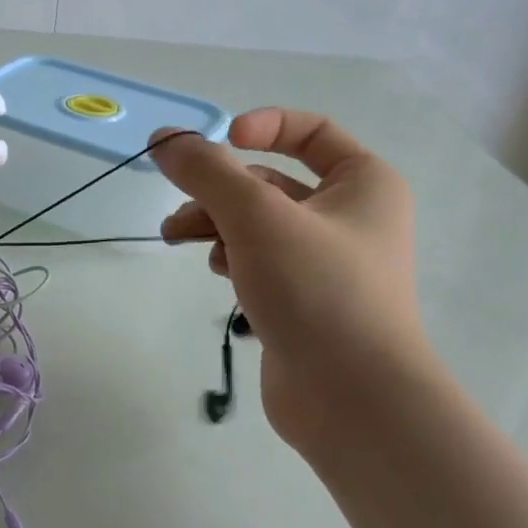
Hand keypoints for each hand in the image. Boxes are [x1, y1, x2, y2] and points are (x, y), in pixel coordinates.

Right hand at [153, 108, 430, 453]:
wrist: (354, 401)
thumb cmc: (317, 290)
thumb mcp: (256, 217)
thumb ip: (206, 171)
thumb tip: (163, 137)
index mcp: (364, 184)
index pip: (312, 131)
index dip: (263, 126)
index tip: (220, 141)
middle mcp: (351, 218)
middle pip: (271, 181)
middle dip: (218, 188)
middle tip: (175, 201)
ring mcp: (327, 264)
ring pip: (258, 224)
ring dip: (214, 223)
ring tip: (175, 237)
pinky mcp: (304, 302)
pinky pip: (260, 261)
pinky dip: (233, 257)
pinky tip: (218, 273)